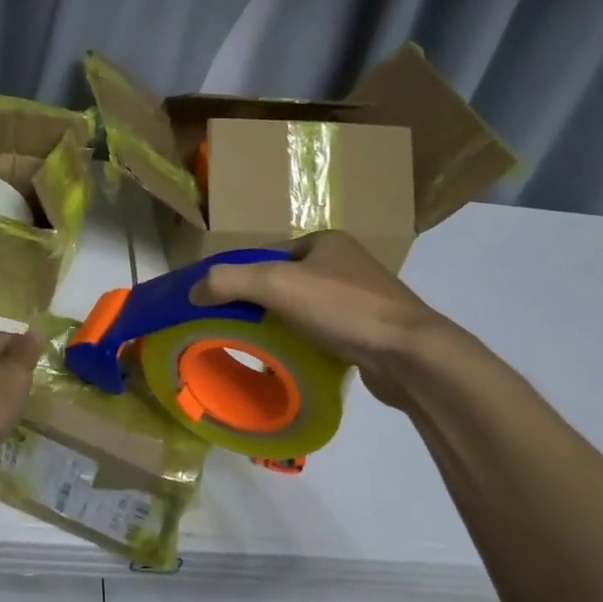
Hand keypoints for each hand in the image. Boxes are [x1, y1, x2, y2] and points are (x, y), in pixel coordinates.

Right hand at [192, 231, 455, 412]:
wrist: (409, 354)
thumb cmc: (342, 308)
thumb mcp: (277, 285)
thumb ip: (229, 282)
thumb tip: (193, 290)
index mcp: (325, 241)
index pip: (269, 254)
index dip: (242, 277)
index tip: (221, 305)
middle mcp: (345, 263)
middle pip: (285, 282)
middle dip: (261, 304)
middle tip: (237, 329)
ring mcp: (362, 297)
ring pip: (304, 309)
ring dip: (283, 326)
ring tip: (262, 348)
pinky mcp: (370, 329)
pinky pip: (324, 331)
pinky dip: (306, 343)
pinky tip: (296, 360)